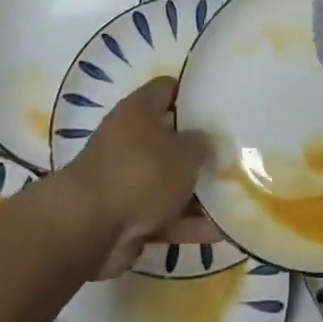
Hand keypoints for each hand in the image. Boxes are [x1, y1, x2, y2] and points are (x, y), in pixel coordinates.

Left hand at [62, 77, 219, 277]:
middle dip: (197, 150)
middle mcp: (129, 139)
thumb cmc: (141, 173)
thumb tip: (203, 142)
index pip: (168, 88)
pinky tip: (218, 233)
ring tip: (234, 199)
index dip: (192, 93)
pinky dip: (185, 224)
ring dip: (195, 193)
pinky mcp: (125, 216)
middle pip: (170, 138)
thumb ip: (201, 144)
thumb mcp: (184, 152)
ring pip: (168, 181)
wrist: (89, 227)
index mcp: (139, 110)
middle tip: (231, 155)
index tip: (218, 104)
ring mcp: (126, 179)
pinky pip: (163, 215)